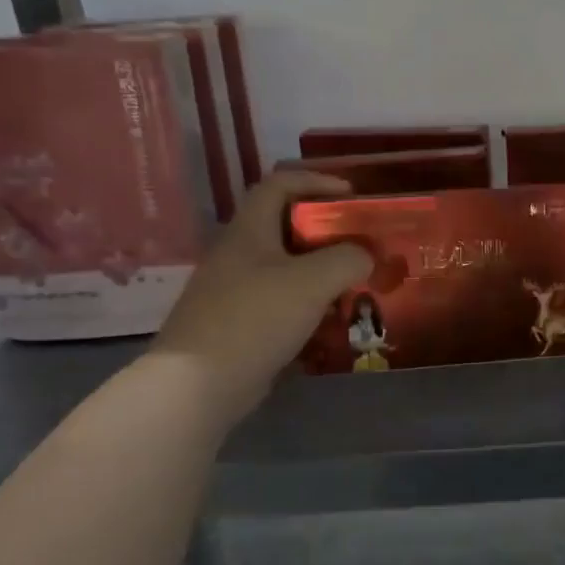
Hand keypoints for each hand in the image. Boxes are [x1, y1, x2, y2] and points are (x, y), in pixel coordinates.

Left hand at [149, 172, 371, 428]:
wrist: (198, 384)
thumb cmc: (256, 317)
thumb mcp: (313, 281)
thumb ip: (348, 259)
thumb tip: (365, 256)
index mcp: (249, 230)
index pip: (280, 184)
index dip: (317, 181)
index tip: (352, 196)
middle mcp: (237, 253)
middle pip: (285, 227)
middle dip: (327, 232)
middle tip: (360, 245)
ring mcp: (233, 290)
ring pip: (285, 267)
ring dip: (320, 272)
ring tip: (353, 284)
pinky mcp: (236, 323)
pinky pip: (279, 302)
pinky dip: (307, 304)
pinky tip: (329, 322)